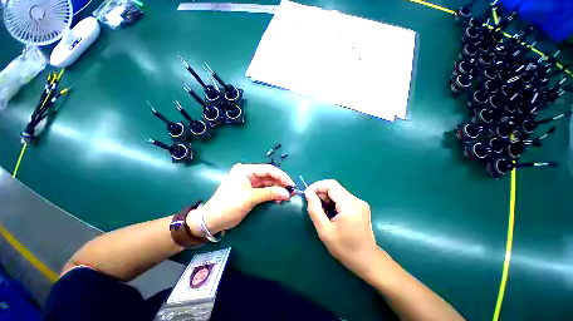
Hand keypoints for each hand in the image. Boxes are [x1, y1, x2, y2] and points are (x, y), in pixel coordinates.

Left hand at [190, 164, 295, 235]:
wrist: (212, 221)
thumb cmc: (229, 205)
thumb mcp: (250, 198)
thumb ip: (270, 194)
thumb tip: (287, 193)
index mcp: (246, 170)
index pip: (268, 169)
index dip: (281, 176)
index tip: (291, 184)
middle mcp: (248, 173)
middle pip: (268, 176)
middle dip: (280, 183)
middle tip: (291, 191)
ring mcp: (249, 182)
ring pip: (267, 183)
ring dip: (277, 189)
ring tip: (286, 196)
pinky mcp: (250, 190)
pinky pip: (264, 189)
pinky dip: (271, 193)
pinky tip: (278, 198)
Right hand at [305, 180, 378, 276]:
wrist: (367, 260)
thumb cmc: (345, 248)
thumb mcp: (324, 230)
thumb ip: (314, 209)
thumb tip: (308, 193)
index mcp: (350, 205)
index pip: (331, 185)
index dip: (317, 186)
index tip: (307, 195)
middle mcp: (357, 200)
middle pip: (334, 187)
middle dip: (320, 192)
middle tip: (313, 204)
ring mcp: (360, 203)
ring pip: (338, 192)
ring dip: (326, 197)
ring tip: (321, 210)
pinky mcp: (360, 206)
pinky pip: (342, 197)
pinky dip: (333, 201)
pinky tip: (330, 212)